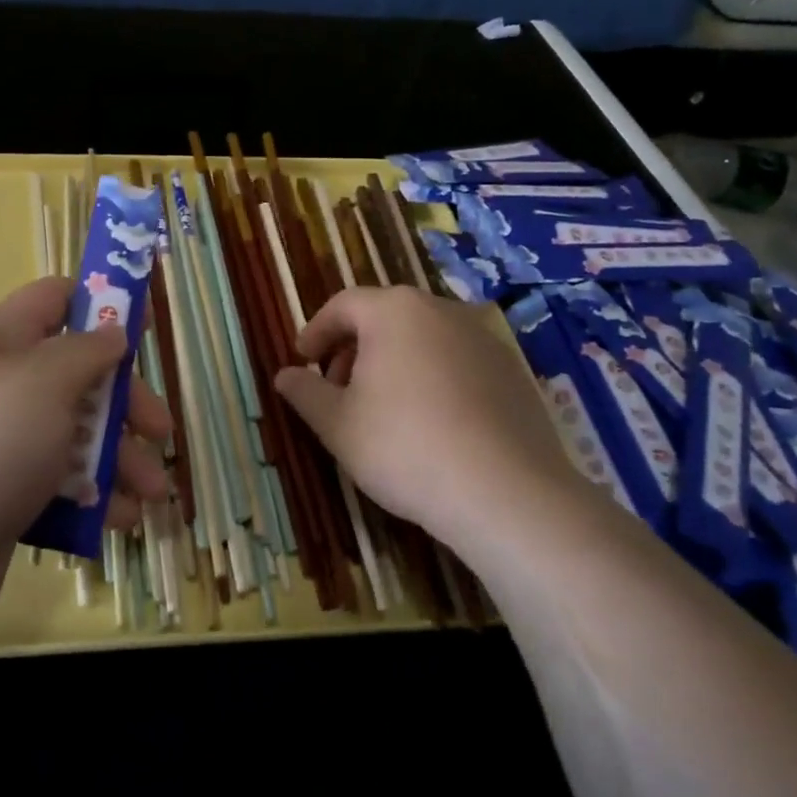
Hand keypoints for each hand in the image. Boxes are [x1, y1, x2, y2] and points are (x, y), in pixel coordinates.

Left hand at [0, 277, 173, 645]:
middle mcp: (2, 389)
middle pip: (78, 376)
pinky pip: (62, 486)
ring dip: (122, 459)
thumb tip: (112, 332)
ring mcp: (3, 446)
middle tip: (160, 431)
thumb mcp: (43, 382)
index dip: (101, 304)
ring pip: (77, 436)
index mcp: (0, 343)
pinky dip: (96, 499)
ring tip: (153, 493)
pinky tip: (122, 520)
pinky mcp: (7, 498)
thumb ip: (86, 351)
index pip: (54, 300)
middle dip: (126, 402)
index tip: (144, 328)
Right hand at [274, 287, 578, 545]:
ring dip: (393, 362)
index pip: (342, 305)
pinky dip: (432, 378)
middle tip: (337, 388)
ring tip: (382, 408)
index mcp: (393, 311)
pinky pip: (457, 362)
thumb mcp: (337, 424)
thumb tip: (283, 375)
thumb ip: (305, 393)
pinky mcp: (513, 371)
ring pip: (423, 338)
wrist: (505, 492)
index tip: (302, 361)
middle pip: (384, 317)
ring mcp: (483, 338)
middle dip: (353, 348)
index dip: (316, 331)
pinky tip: (430, 422)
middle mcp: (440, 310)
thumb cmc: (403, 446)